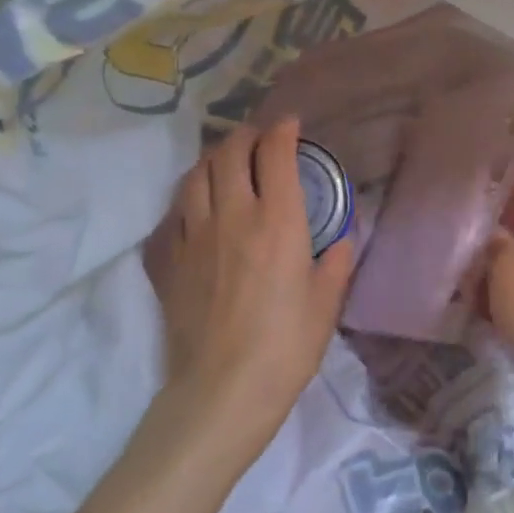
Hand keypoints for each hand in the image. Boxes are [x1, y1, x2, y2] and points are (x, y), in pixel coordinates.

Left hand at [143, 119, 354, 469]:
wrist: (223, 388)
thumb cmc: (287, 346)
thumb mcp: (326, 303)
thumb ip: (337, 261)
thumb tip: (343, 237)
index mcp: (278, 221)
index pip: (275, 155)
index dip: (283, 131)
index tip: (290, 124)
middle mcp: (233, 216)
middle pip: (229, 153)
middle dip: (245, 136)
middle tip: (259, 139)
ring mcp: (194, 235)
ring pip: (196, 175)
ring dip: (213, 158)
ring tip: (226, 161)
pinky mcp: (170, 260)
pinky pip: (175, 211)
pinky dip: (190, 195)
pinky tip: (198, 204)